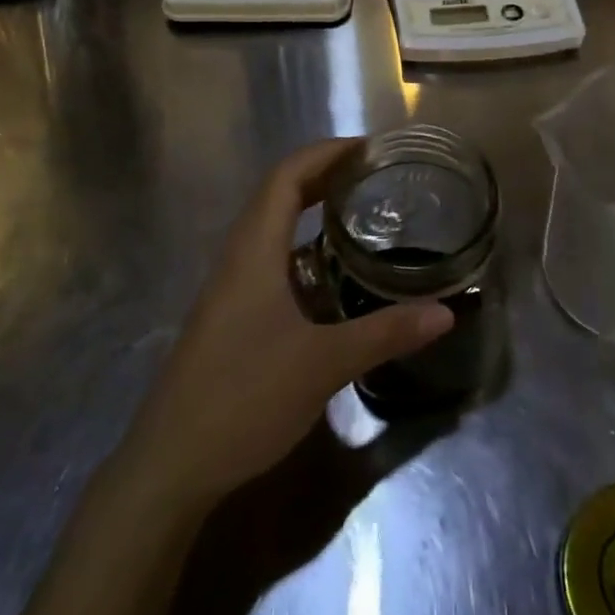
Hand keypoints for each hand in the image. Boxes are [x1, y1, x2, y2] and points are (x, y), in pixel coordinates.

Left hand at [122, 139, 454, 508]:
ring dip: (311, 212)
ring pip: (272, 230)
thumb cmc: (243, 398)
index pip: (286, 177)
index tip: (369, 149)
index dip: (325, 153)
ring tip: (359, 215)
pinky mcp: (230, 319)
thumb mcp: (322, 365)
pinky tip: (331, 279)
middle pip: (278, 195)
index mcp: (254, 252)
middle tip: (373, 176)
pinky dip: (303, 250)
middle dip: (324, 176)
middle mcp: (238, 260)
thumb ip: (384, 334)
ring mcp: (230, 291)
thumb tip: (445, 312)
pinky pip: (270, 263)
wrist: (170, 466)